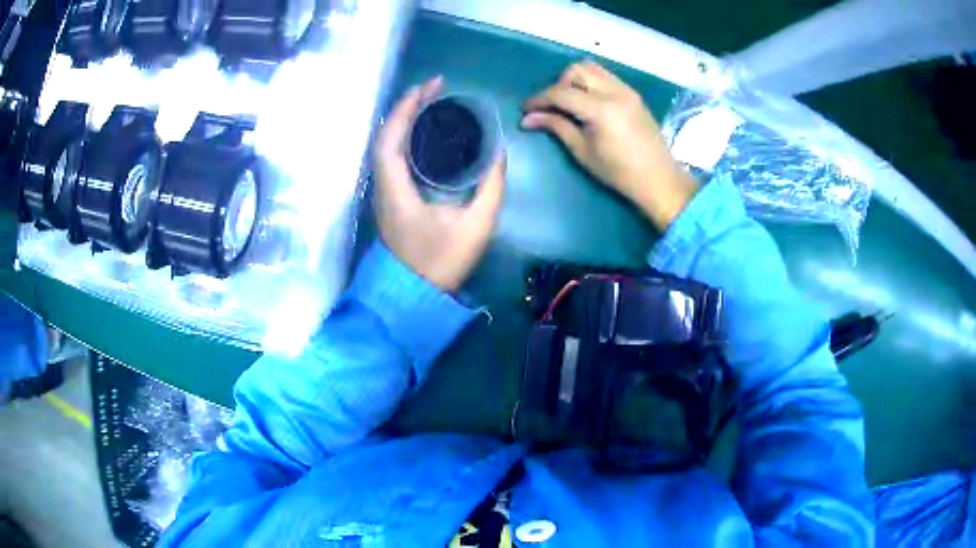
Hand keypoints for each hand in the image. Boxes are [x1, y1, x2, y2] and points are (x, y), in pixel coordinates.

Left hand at [375, 77, 506, 292]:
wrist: (415, 295)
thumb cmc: (442, 262)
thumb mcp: (476, 226)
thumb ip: (491, 187)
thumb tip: (499, 153)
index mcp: (396, 189)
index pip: (390, 137)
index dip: (406, 107)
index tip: (429, 86)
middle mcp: (383, 186)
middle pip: (386, 136)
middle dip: (408, 107)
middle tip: (435, 89)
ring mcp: (384, 193)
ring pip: (388, 147)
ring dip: (405, 121)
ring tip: (432, 104)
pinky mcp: (391, 200)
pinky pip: (394, 159)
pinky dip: (406, 138)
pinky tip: (426, 134)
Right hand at [522, 61, 697, 229]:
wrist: (659, 178)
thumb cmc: (619, 172)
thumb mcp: (583, 151)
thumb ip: (556, 127)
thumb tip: (528, 118)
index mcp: (601, 109)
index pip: (561, 92)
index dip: (539, 99)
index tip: (526, 109)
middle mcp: (614, 92)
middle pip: (576, 70)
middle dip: (558, 84)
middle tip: (552, 106)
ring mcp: (626, 90)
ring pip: (592, 68)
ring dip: (574, 80)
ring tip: (570, 102)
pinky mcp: (633, 94)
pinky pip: (605, 76)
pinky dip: (590, 82)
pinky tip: (588, 102)